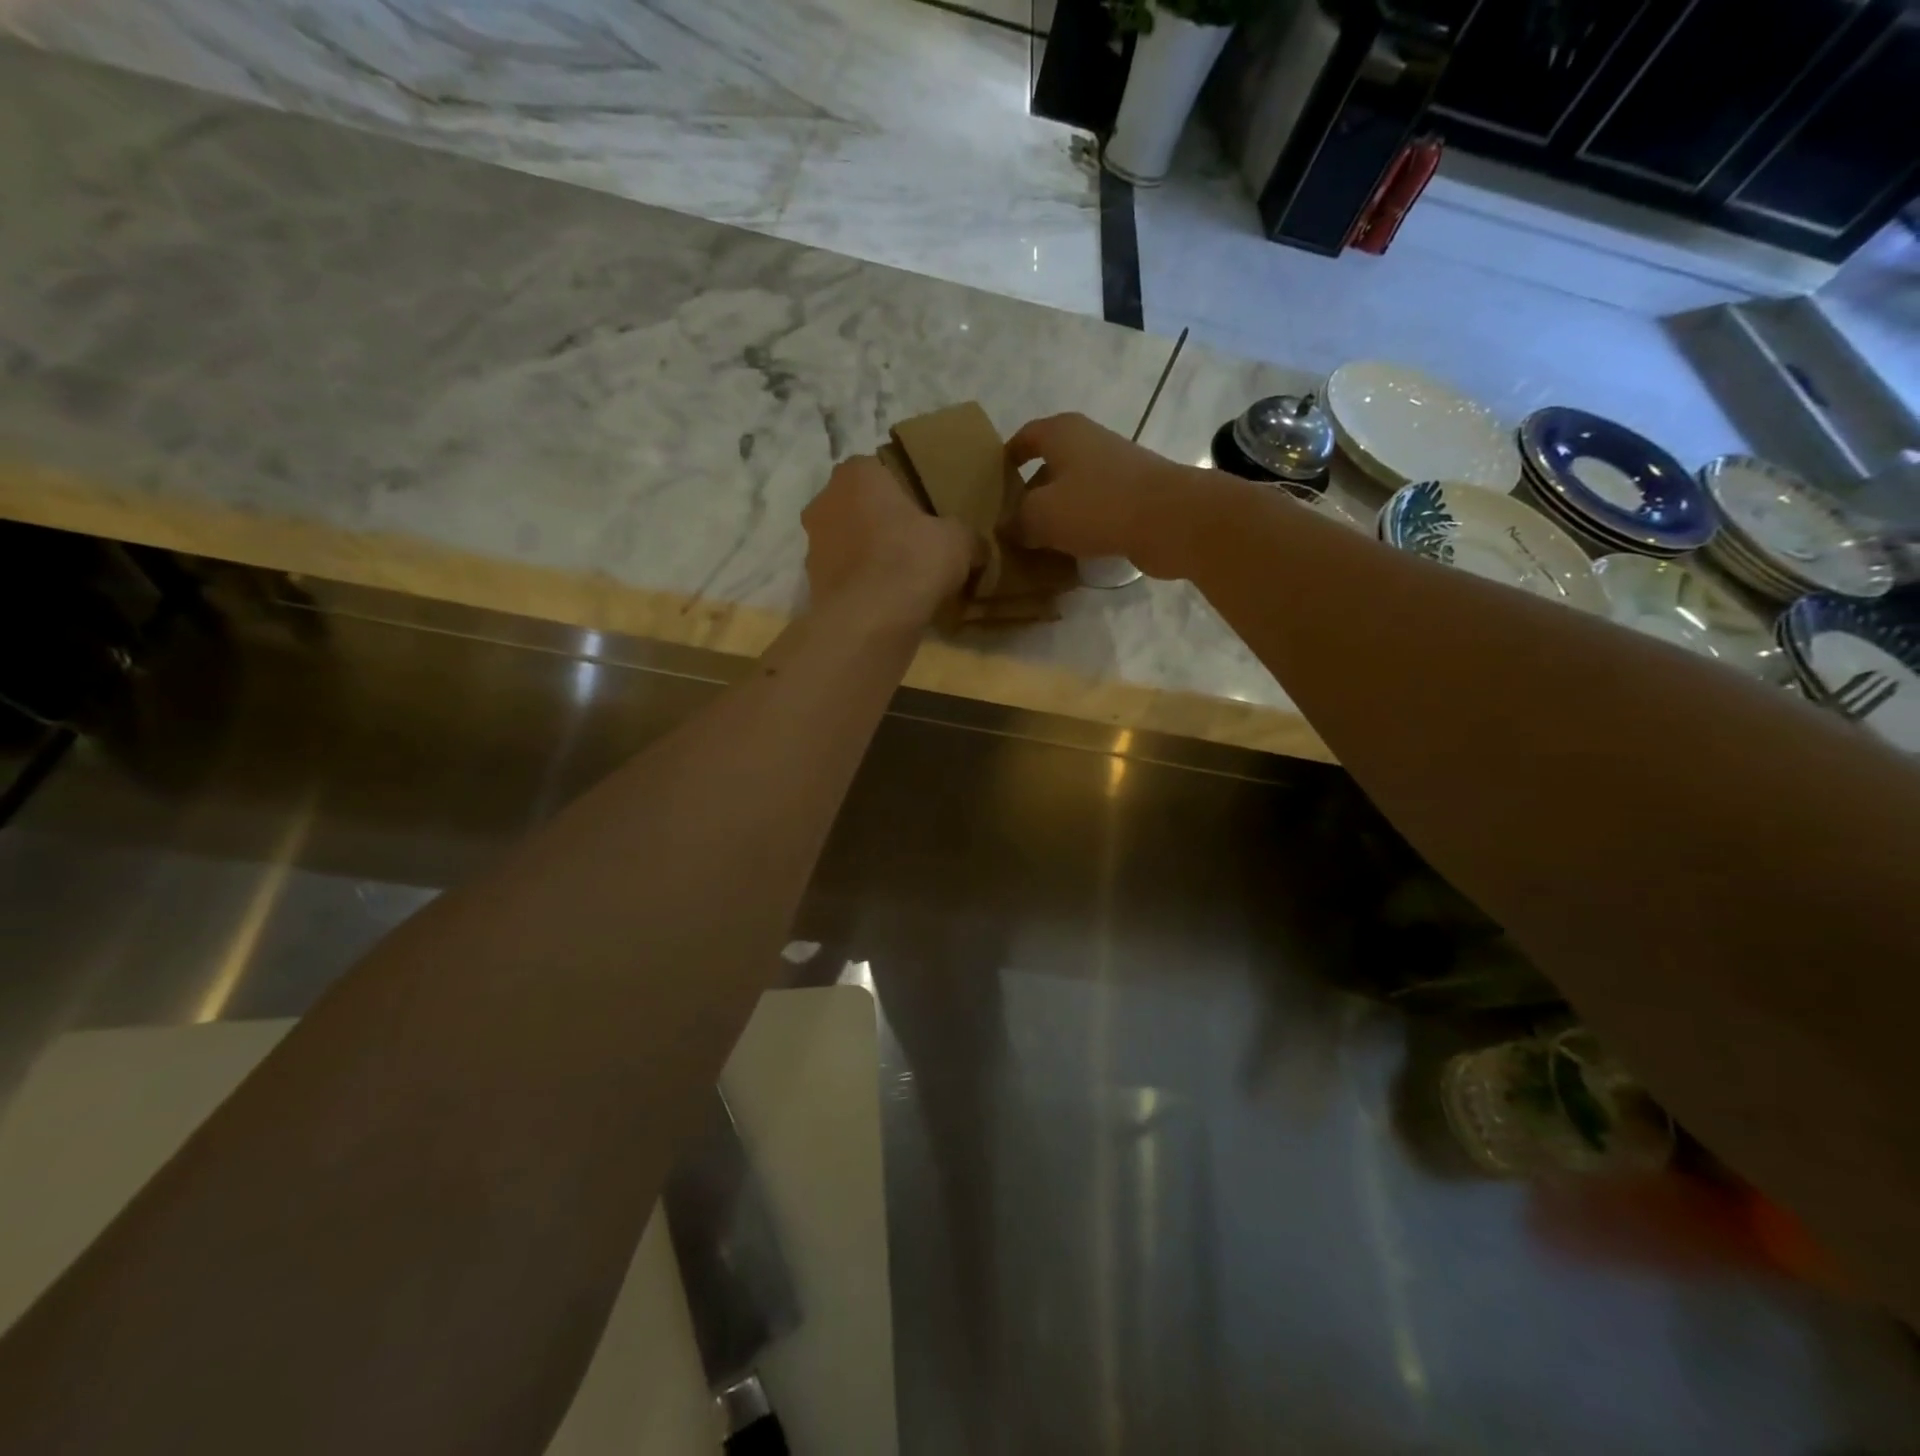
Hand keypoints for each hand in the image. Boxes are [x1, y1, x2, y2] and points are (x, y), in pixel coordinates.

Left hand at [802, 455, 974, 627]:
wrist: (868, 622)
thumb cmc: (911, 561)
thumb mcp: (959, 541)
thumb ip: (966, 535)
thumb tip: (977, 547)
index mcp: (857, 473)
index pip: (882, 469)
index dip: (907, 491)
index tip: (927, 512)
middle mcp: (825, 500)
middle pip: (861, 506)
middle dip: (884, 522)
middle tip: (917, 544)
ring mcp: (813, 543)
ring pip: (850, 542)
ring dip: (870, 554)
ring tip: (903, 577)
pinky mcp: (813, 582)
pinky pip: (846, 576)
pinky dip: (862, 584)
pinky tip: (887, 600)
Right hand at [1007, 413, 1224, 579]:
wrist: (1171, 520)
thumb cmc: (1097, 506)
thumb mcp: (1040, 515)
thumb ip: (1016, 520)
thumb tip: (1006, 527)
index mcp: (1063, 433)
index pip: (1025, 437)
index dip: (1006, 458)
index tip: (992, 484)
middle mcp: (1090, 442)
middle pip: (1050, 466)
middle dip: (1029, 494)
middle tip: (1009, 525)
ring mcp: (1116, 470)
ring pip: (1074, 491)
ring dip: (1056, 515)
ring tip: (1035, 544)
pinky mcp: (1135, 497)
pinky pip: (1096, 511)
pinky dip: (1081, 527)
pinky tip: (1070, 554)